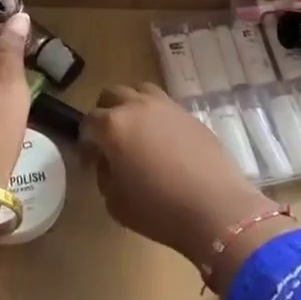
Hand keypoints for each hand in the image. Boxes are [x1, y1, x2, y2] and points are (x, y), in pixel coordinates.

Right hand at [84, 84, 280, 274]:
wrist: (215, 206)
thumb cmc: (158, 209)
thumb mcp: (115, 202)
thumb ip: (104, 175)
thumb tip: (107, 161)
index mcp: (113, 126)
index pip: (88, 122)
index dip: (85, 142)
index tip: (90, 162)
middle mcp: (136, 106)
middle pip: (111, 95)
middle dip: (105, 114)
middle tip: (109, 141)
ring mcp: (165, 105)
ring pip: (139, 90)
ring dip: (131, 105)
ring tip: (136, 131)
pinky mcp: (189, 112)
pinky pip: (163, 104)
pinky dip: (155, 115)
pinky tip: (162, 140)